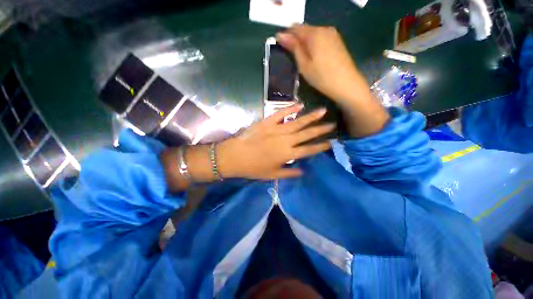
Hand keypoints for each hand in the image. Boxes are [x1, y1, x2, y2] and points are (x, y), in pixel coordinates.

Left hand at [218, 105, 333, 179]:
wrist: (235, 157)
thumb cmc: (253, 168)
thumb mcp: (272, 175)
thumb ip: (289, 173)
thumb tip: (303, 171)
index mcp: (288, 155)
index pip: (309, 150)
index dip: (320, 146)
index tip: (330, 142)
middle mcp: (286, 141)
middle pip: (307, 134)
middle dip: (321, 130)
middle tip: (332, 124)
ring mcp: (277, 129)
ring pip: (298, 122)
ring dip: (311, 117)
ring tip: (323, 111)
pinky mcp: (267, 122)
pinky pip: (281, 114)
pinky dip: (290, 109)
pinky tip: (300, 105)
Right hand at [276, 25, 371, 108]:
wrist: (346, 84)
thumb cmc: (321, 77)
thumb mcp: (304, 64)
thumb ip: (293, 48)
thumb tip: (280, 35)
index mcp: (314, 33)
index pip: (295, 28)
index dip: (286, 36)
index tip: (282, 48)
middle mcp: (324, 29)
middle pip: (305, 29)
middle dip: (297, 40)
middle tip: (293, 58)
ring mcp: (333, 34)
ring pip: (313, 34)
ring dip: (305, 43)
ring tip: (304, 60)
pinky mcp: (338, 41)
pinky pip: (321, 39)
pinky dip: (314, 45)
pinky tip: (314, 58)